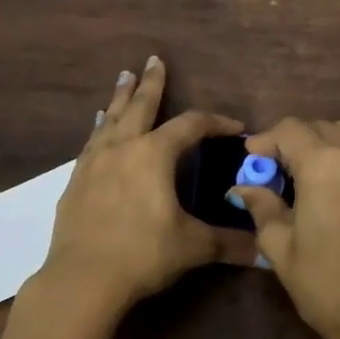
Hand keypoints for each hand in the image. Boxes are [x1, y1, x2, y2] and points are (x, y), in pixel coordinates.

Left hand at [0, 58, 249, 338]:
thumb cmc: (143, 255)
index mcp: (154, 155)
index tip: (235, 127)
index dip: (216, 122)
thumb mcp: (192, 246)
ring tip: (123, 78)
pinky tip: (98, 128)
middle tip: (154, 60)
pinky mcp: (75, 182)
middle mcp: (122, 149)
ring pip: (110, 120)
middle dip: (151, 84)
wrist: (82, 279)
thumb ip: (229, 243)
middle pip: (140, 107)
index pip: (191, 126)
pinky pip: (91, 143)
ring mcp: (94, 163)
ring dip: (120, 98)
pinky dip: (99, 129)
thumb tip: (264, 250)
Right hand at [230, 118, 339, 338]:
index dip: (265, 140)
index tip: (251, 159)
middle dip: (294, 142)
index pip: (289, 130)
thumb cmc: (323, 282)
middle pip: (320, 128)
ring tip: (305, 177)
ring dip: (323, 146)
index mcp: (324, 164)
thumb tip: (244, 188)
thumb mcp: (280, 245)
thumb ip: (262, 206)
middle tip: (275, 171)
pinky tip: (333, 191)